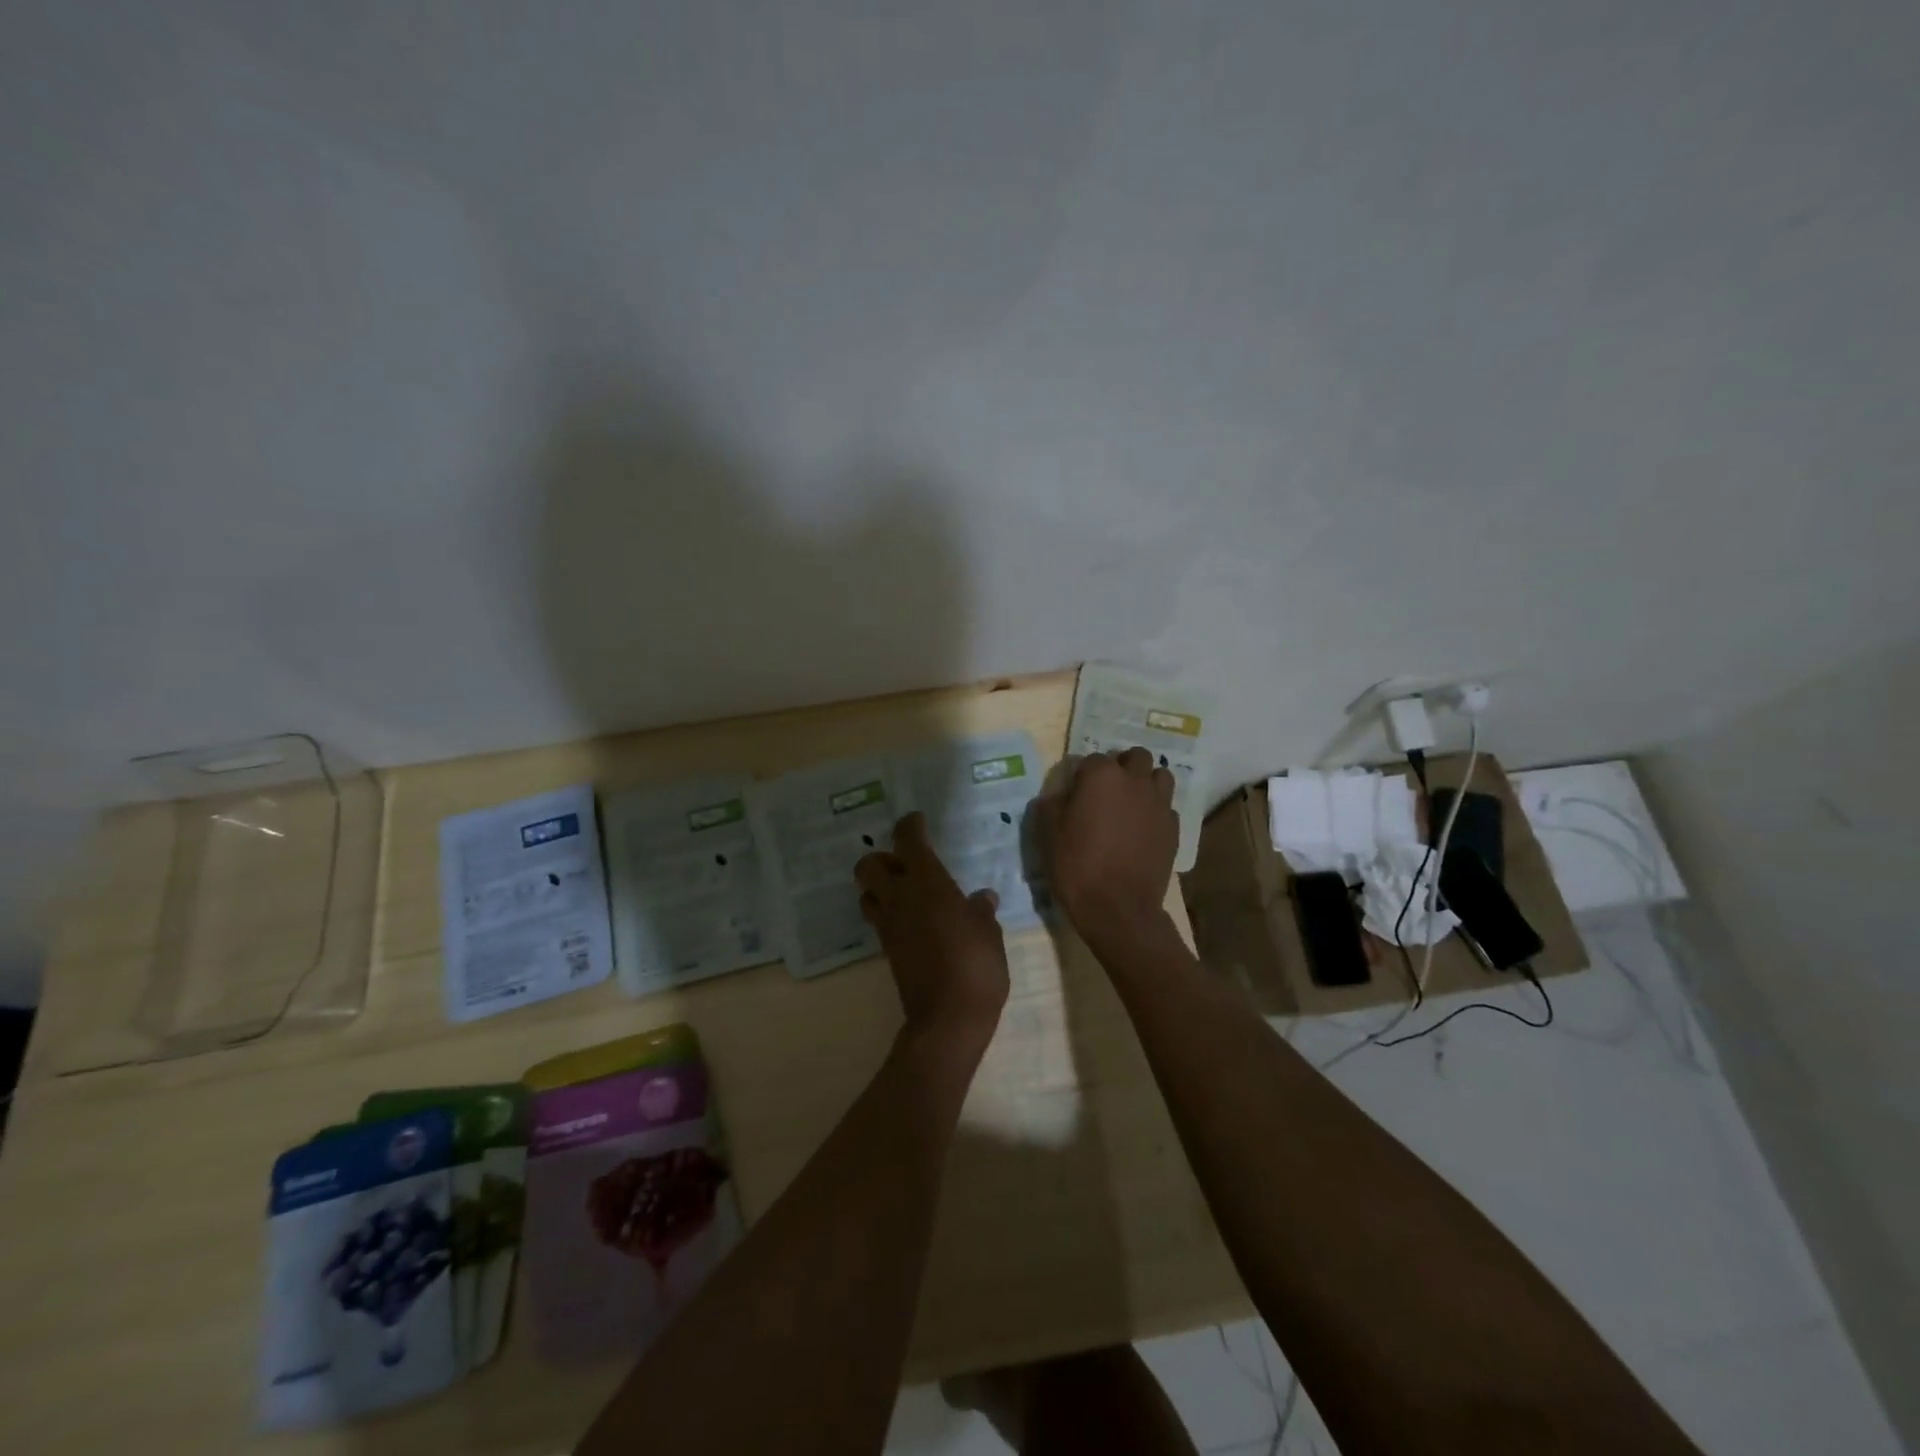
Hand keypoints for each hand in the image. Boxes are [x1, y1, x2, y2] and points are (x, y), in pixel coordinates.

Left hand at [856, 813, 1009, 1053]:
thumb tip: (982, 897)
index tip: (917, 821)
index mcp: (927, 883)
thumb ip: (981, 910)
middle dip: (882, 858)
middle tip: (906, 863)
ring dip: (879, 887)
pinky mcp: (887, 950)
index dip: (910, 826)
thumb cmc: (976, 965)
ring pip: (867, 893)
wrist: (949, 1018)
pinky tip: (912, 919)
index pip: (908, 841)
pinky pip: (878, 919)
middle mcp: (900, 898)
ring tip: (905, 891)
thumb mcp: (988, 933)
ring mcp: (889, 926)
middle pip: (868, 865)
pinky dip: (887, 912)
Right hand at [1039, 748, 1178, 941]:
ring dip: (1146, 782)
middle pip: (1135, 757)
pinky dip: (1155, 811)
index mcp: (1102, 776)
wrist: (1118, 908)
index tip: (1074, 795)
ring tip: (1131, 804)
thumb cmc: (1077, 866)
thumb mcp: (1048, 833)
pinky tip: (1142, 830)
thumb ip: (1052, 804)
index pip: (1091, 759)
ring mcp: (1159, 803)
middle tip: (1106, 792)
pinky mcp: (1173, 828)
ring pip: (1159, 776)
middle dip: (1122, 767)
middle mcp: (1135, 781)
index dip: (1081, 775)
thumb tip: (1060, 794)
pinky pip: (1166, 807)